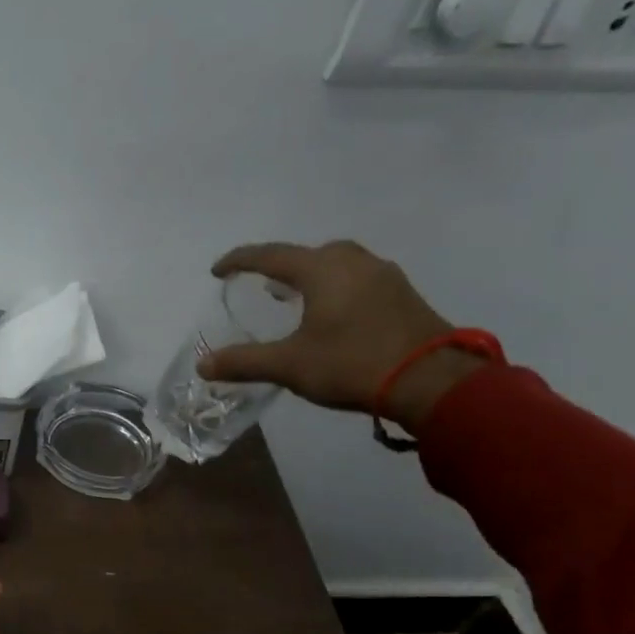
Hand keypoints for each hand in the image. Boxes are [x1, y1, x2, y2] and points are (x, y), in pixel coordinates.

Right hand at [199, 240, 484, 431]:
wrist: (432, 380)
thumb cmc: (352, 364)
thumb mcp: (290, 366)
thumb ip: (244, 362)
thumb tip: (203, 365)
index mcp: (322, 270)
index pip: (270, 256)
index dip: (240, 261)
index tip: (218, 270)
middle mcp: (353, 262)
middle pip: (308, 253)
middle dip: (281, 265)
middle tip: (263, 285)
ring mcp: (384, 275)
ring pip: (338, 262)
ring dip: (312, 274)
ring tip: (297, 296)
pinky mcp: (403, 294)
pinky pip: (359, 278)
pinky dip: (337, 286)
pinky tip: (335, 311)